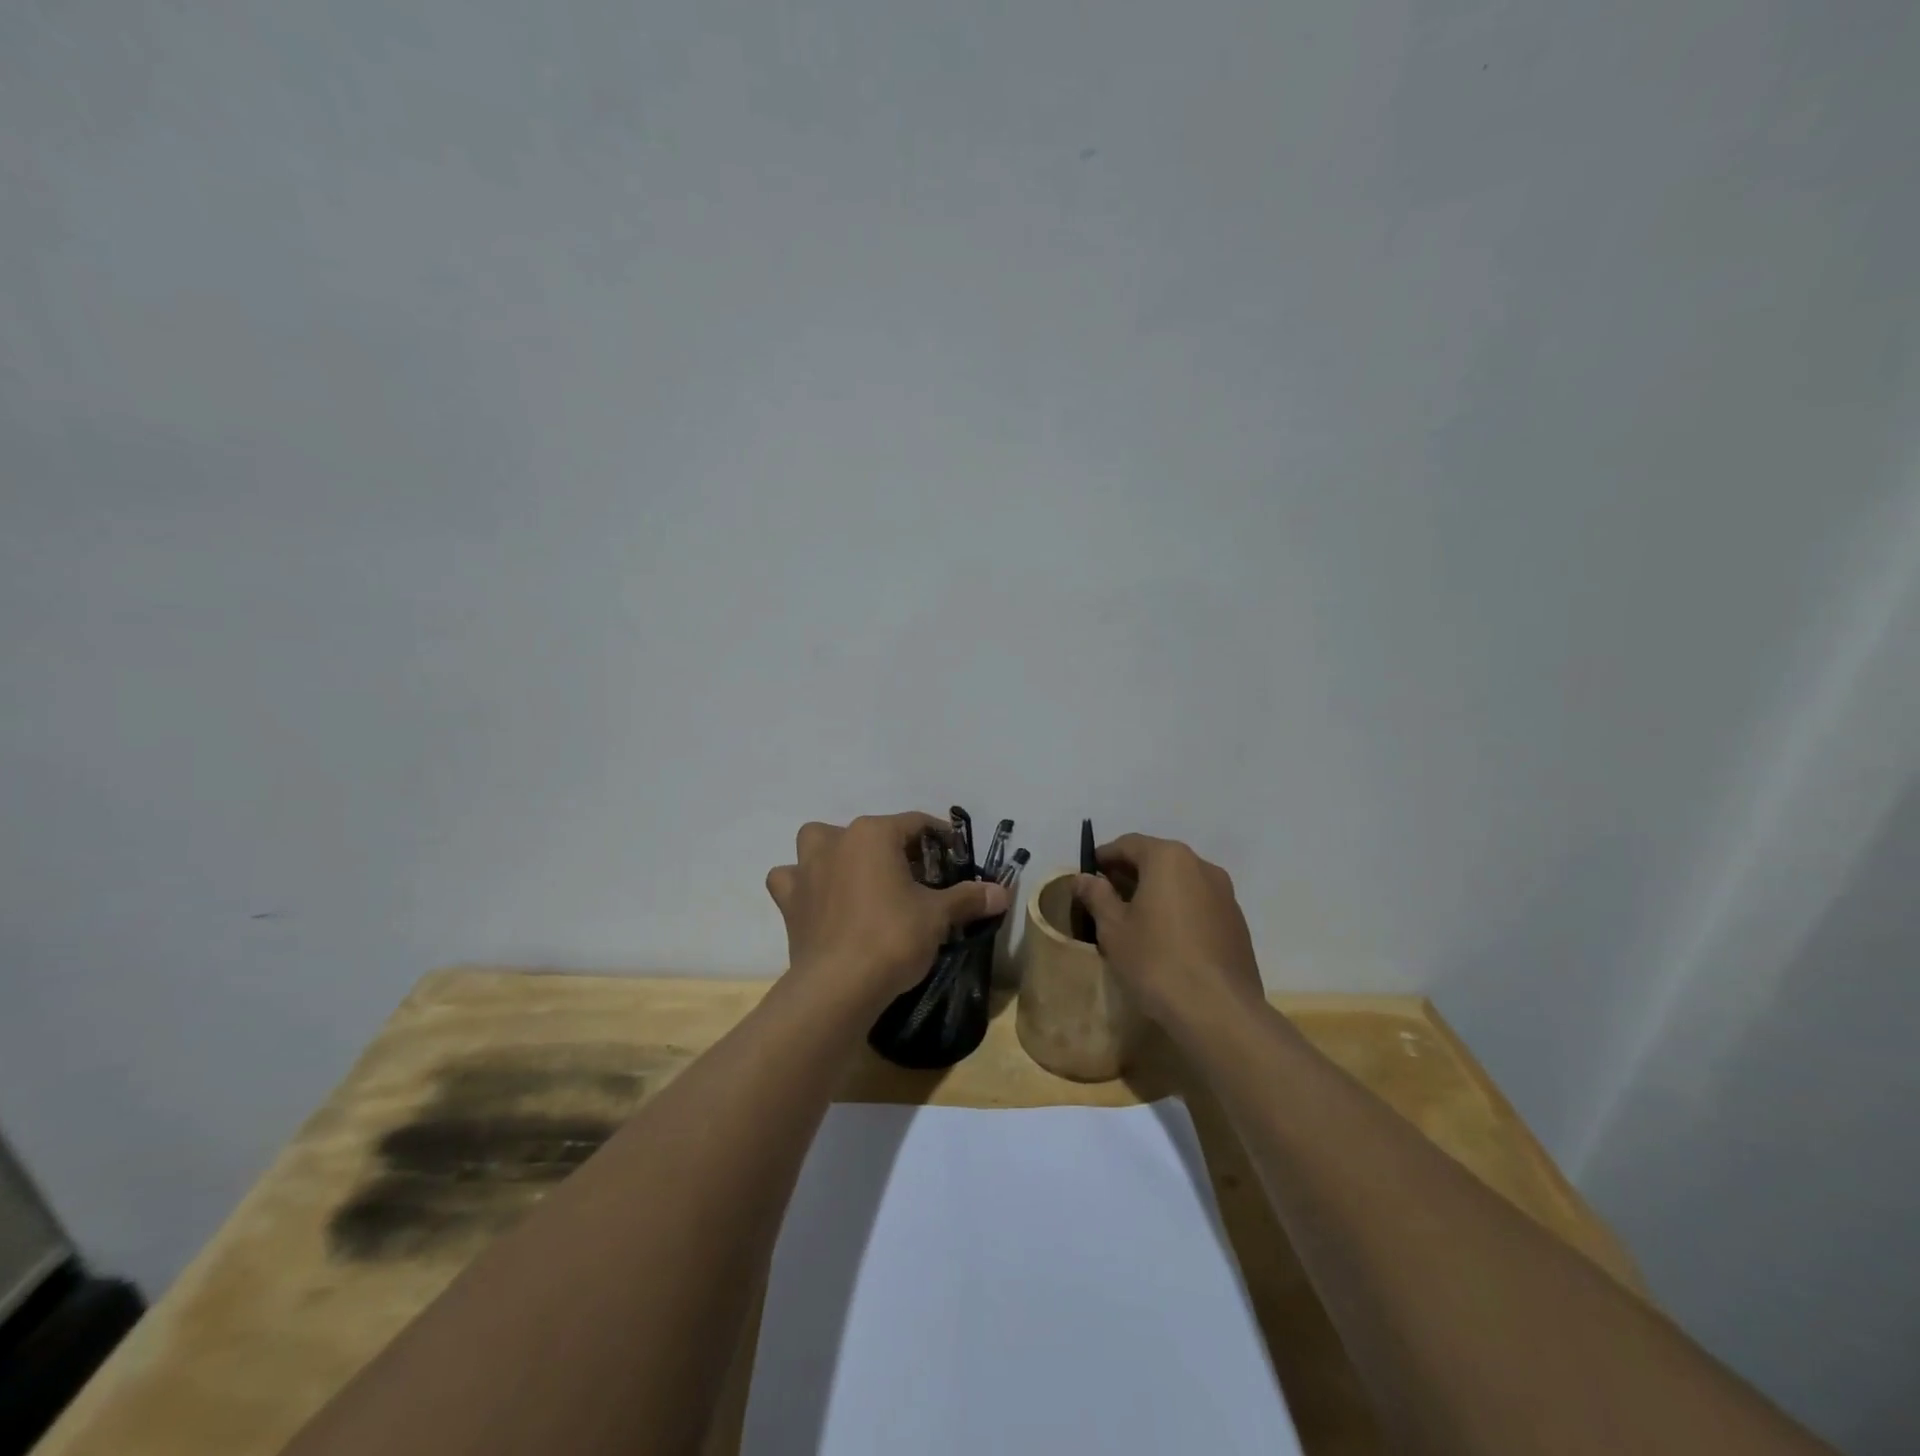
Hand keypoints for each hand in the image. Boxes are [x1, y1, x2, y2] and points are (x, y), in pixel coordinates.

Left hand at [766, 813, 1008, 1006]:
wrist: (838, 987)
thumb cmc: (892, 938)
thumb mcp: (937, 916)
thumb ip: (968, 898)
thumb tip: (1003, 892)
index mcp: (873, 833)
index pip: (915, 823)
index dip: (940, 837)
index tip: (956, 855)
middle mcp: (836, 840)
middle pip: (870, 831)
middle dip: (893, 847)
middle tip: (915, 876)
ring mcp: (806, 868)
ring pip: (819, 843)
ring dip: (836, 853)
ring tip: (858, 879)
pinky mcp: (788, 900)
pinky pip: (791, 879)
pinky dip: (803, 885)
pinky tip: (819, 901)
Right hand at [1072, 833, 1262, 1025]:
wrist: (1219, 1010)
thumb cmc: (1156, 961)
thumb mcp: (1113, 929)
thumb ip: (1097, 896)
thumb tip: (1083, 878)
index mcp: (1168, 858)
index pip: (1129, 844)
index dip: (1104, 856)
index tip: (1088, 874)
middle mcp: (1201, 866)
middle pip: (1158, 860)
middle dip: (1130, 874)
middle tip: (1107, 897)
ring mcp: (1225, 894)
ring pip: (1181, 882)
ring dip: (1156, 892)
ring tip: (1135, 920)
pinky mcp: (1237, 923)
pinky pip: (1199, 904)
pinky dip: (1178, 910)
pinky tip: (1166, 939)